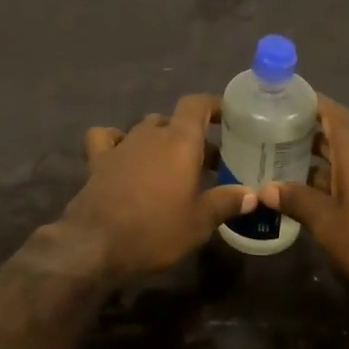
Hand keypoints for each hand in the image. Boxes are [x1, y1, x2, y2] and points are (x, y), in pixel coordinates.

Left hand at [63, 94, 258, 278]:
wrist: (96, 244)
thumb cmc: (156, 230)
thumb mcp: (199, 222)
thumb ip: (226, 202)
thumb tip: (252, 194)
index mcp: (179, 141)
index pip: (197, 104)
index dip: (213, 105)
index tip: (228, 117)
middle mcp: (150, 134)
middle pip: (174, 121)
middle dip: (192, 137)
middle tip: (208, 164)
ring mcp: (122, 145)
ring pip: (146, 129)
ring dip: (161, 141)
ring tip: (172, 167)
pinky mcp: (98, 160)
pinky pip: (107, 137)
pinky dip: (117, 140)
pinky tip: (123, 155)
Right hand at [267, 96, 348, 296]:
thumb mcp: (328, 224)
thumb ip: (297, 201)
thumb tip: (266, 188)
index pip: (336, 114)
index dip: (314, 102)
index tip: (289, 97)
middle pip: (339, 137)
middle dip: (308, 135)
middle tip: (274, 137)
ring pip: (348, 162)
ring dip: (320, 162)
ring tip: (287, 169)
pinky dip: (335, 180)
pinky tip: (316, 198)